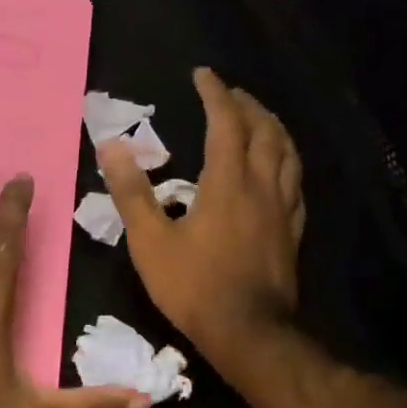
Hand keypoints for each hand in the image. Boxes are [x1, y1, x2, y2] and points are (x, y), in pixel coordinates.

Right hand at [98, 67, 304, 367]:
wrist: (248, 333)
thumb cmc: (194, 287)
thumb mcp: (150, 242)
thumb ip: (131, 192)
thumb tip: (110, 147)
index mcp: (227, 183)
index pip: (226, 123)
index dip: (216, 94)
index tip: (203, 74)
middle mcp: (262, 187)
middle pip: (265, 131)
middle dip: (248, 105)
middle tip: (230, 93)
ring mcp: (283, 210)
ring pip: (288, 154)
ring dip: (273, 128)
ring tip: (259, 119)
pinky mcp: (291, 232)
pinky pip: (296, 183)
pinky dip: (286, 162)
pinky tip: (279, 169)